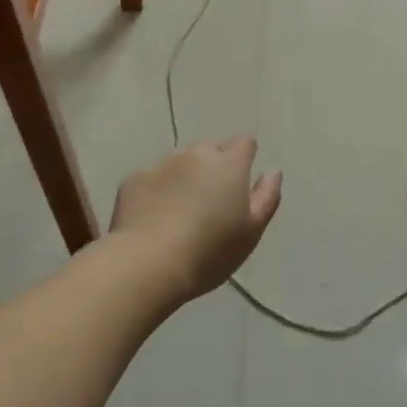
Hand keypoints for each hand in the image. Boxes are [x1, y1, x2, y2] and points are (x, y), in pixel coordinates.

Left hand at [110, 139, 282, 301]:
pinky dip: (156, 191)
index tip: (241, 181)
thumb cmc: (210, 251)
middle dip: (213, 166)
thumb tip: (273, 170)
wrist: (148, 263)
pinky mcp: (134, 180)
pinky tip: (153, 219)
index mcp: (229, 164)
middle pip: (210, 149)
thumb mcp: (251, 231)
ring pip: (179, 162)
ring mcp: (162, 164)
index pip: (245, 142)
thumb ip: (267, 196)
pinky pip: (151, 179)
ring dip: (184, 177)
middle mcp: (196, 154)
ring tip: (180, 212)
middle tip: (211, 201)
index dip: (245, 157)